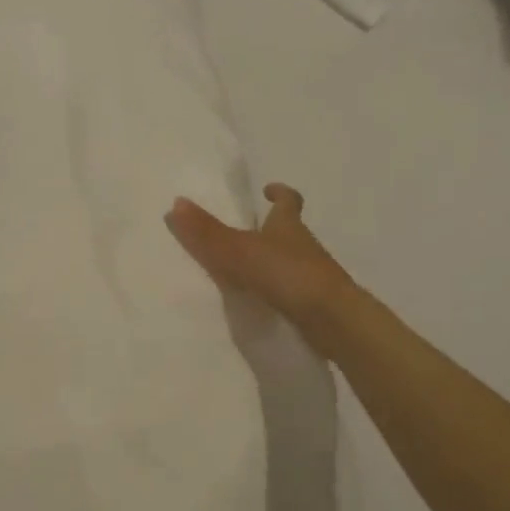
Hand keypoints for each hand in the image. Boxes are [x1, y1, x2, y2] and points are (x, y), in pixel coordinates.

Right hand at [165, 183, 354, 335]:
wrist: (333, 320)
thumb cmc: (287, 274)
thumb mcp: (238, 250)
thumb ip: (207, 231)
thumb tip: (176, 202)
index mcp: (288, 225)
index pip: (289, 201)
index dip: (280, 193)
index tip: (268, 190)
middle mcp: (303, 245)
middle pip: (287, 231)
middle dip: (270, 229)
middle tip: (244, 231)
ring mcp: (312, 275)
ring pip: (289, 260)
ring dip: (270, 261)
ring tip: (242, 269)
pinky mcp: (313, 303)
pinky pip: (289, 289)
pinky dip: (274, 289)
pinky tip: (256, 300)